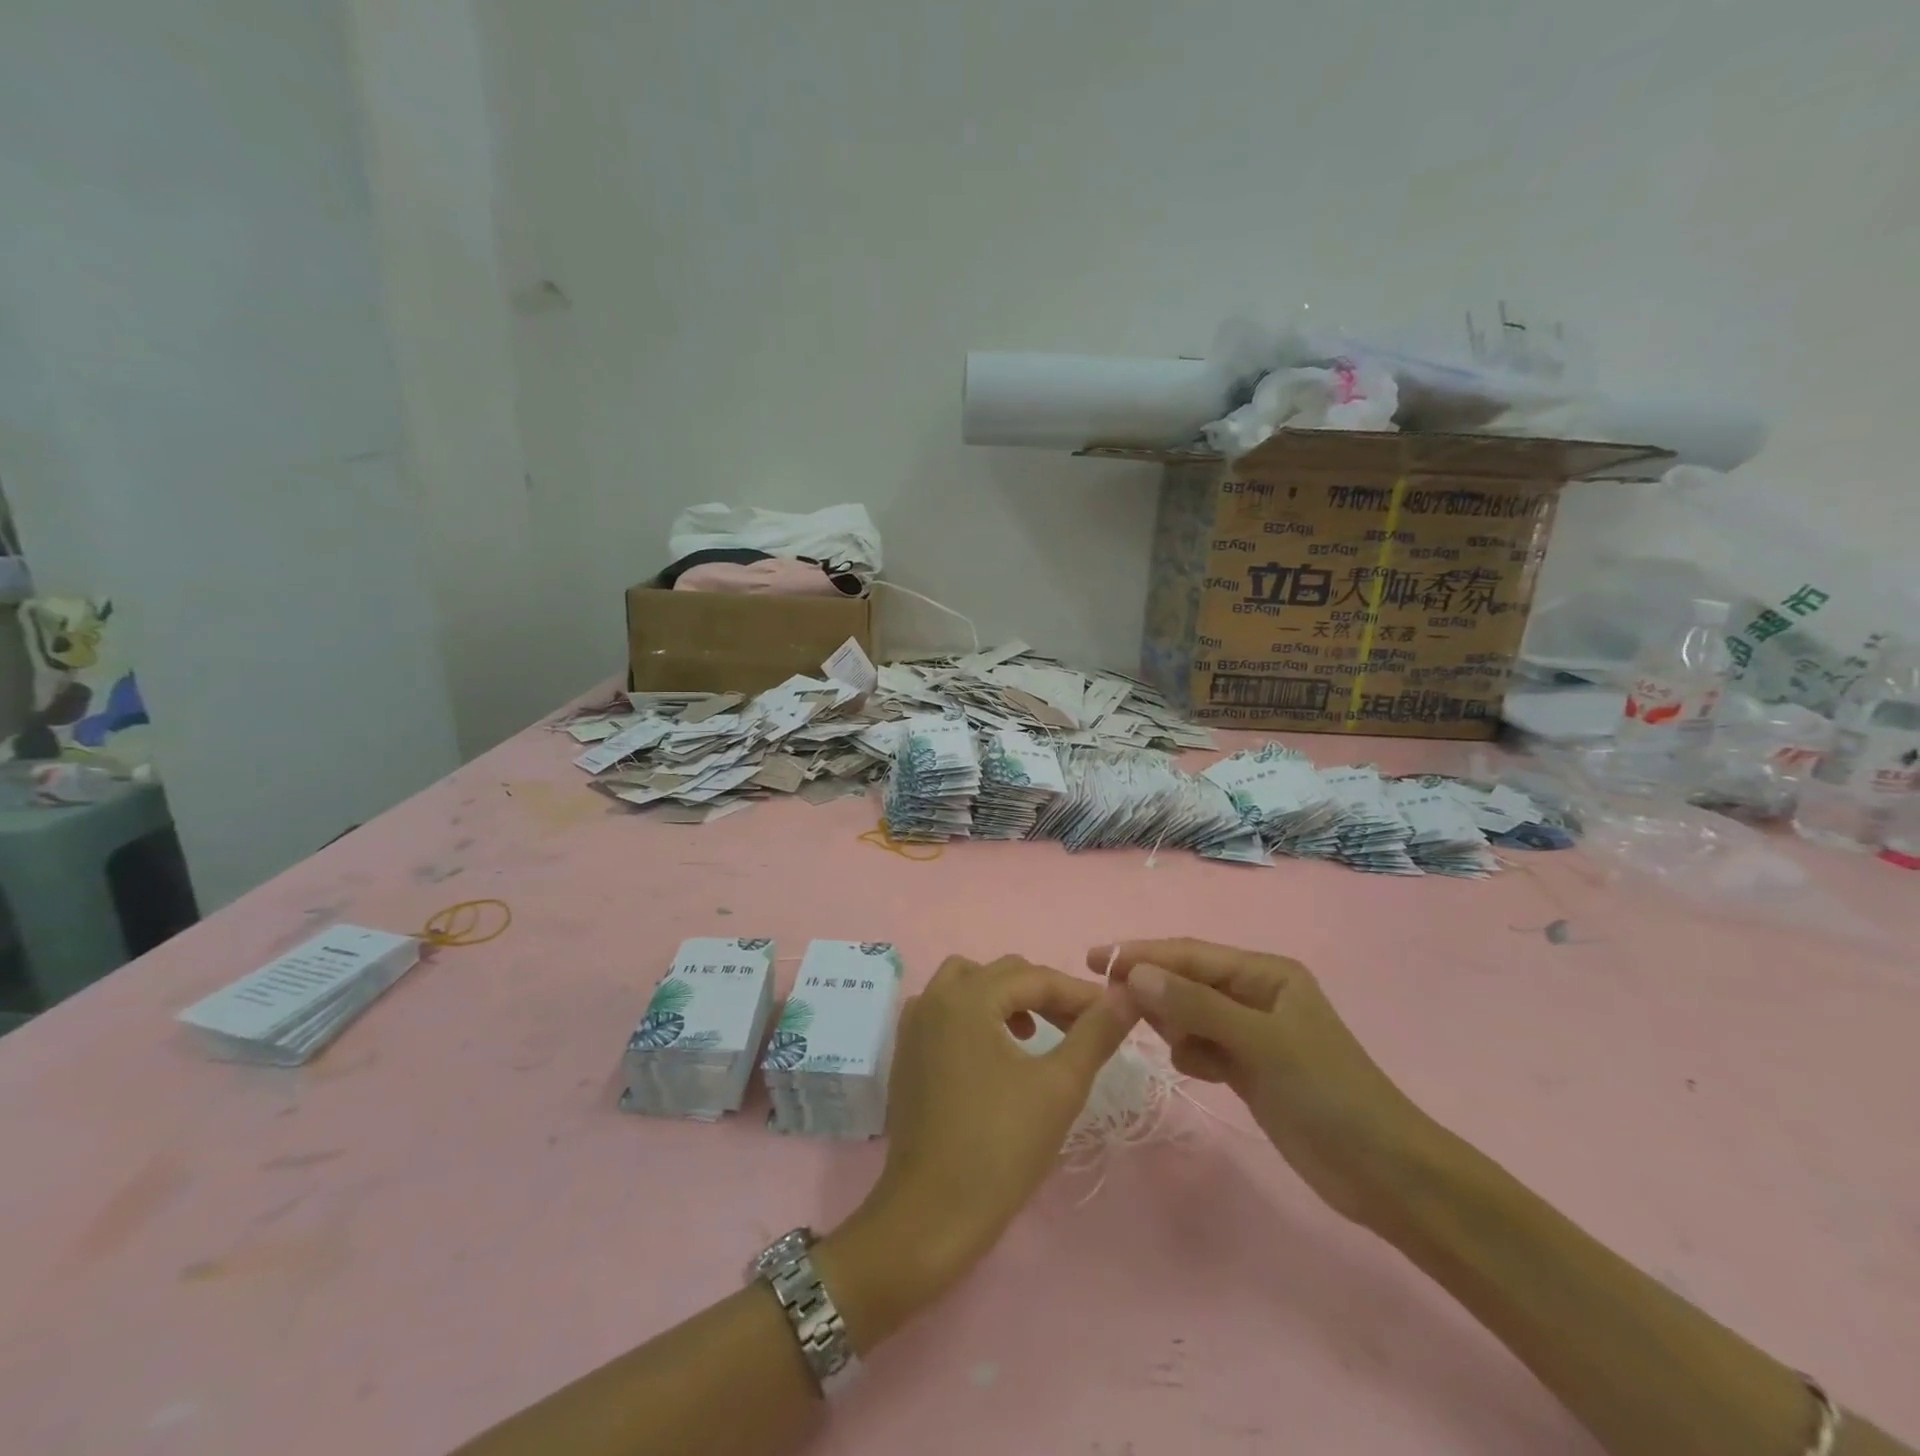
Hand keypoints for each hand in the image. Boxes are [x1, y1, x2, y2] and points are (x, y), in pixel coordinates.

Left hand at [827, 956, 1135, 1337]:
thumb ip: (1095, 1033)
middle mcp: (934, 997)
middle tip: (1081, 1026)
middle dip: (1045, 993)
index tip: (1115, 1012)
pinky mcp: (906, 1052)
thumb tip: (1127, 994)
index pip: (1034, 978)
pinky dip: (976, 1014)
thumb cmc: (999, 1148)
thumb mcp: (1059, 1087)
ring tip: (1036, 1032)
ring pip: (969, 985)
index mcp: (967, 997)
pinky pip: (946, 1010)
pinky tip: (996, 1050)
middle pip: (1001, 974)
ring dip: (1006, 998)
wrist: (929, 1215)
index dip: (1078, 993)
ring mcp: (914, 1024)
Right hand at [1094, 939, 1430, 1229]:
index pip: (1190, 954)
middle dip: (1151, 988)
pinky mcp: (1248, 1068)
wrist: (1383, 1173)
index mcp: (1265, 973)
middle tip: (1110, 1005)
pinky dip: (1190, 1051)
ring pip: (1190, 1014)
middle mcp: (1255, 995)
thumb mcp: (1260, 1042)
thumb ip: (1196, 1005)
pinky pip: (1202, 1045)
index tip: (1092, 959)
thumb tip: (1135, 975)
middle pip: (1187, 981)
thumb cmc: (1327, 1094)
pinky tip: (1194, 1067)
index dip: (1141, 954)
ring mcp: (1251, 1033)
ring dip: (1170, 1022)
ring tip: (1161, 1040)